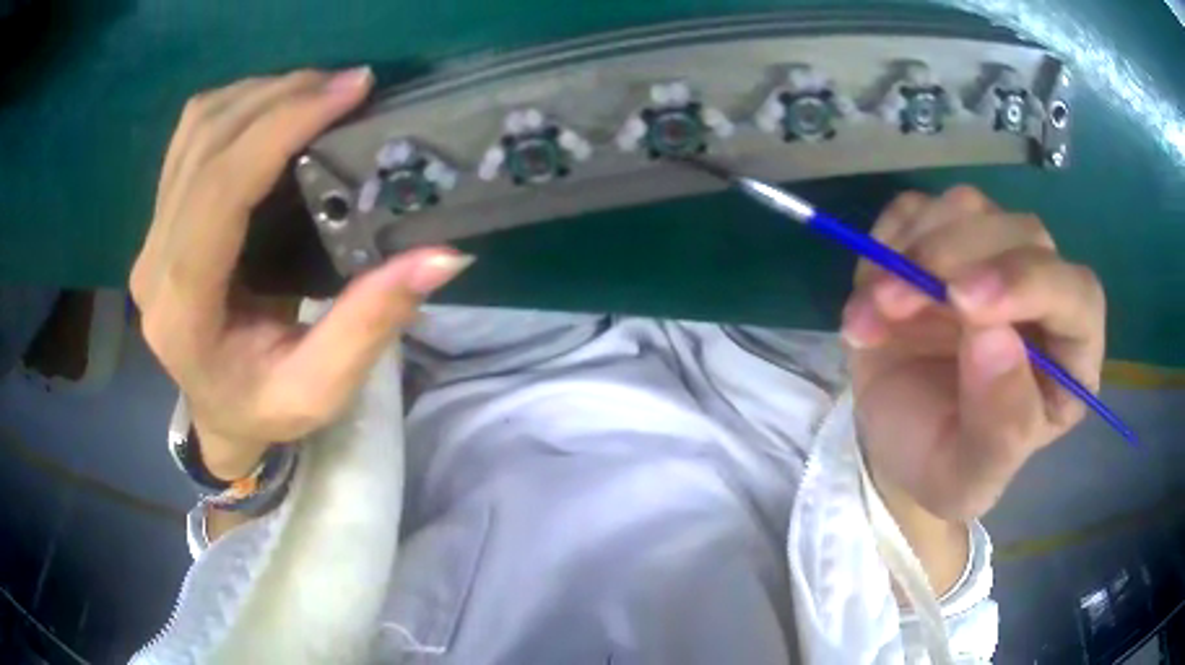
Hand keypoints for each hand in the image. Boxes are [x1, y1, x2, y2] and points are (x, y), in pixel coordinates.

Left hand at [130, 68, 471, 479]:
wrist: (216, 411)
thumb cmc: (263, 409)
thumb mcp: (321, 389)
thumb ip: (371, 324)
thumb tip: (441, 254)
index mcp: (182, 310)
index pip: (218, 191)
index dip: (280, 127)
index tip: (349, 91)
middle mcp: (154, 262)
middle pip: (206, 144)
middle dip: (280, 98)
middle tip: (348, 86)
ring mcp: (150, 235)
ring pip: (196, 128)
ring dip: (260, 94)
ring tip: (319, 93)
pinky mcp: (160, 217)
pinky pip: (191, 136)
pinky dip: (238, 105)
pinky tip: (278, 109)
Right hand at [844, 186, 1104, 521]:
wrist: (896, 442)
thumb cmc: (943, 465)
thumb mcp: (969, 476)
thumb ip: (999, 426)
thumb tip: (995, 338)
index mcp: (1069, 358)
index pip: (1077, 296)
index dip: (1029, 284)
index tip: (963, 302)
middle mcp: (1042, 295)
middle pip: (1023, 235)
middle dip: (957, 258)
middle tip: (894, 300)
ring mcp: (992, 258)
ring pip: (969, 209)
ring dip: (914, 247)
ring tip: (874, 307)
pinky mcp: (944, 239)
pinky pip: (919, 209)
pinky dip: (887, 240)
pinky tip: (871, 291)